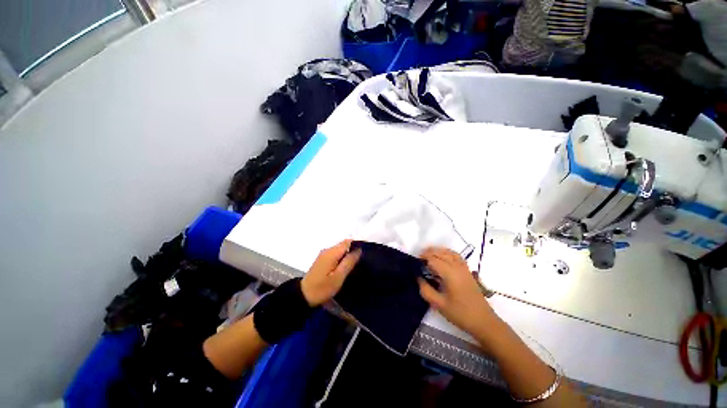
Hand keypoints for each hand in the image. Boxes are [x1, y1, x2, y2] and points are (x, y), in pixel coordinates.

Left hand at [301, 240, 360, 306]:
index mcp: (332, 252)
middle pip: (344, 245)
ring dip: (347, 255)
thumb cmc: (322, 288)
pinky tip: (344, 268)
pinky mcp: (322, 259)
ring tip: (354, 266)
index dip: (357, 245)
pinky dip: (341, 258)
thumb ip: (349, 262)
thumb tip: (358, 250)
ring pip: (340, 250)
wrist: (303, 296)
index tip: (364, 254)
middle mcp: (327, 250)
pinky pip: (335, 254)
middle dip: (353, 251)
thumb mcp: (338, 277)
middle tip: (360, 262)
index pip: (348, 242)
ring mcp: (324, 254)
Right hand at [418, 247, 496, 337]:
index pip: (433, 259)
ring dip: (438, 251)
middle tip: (418, 258)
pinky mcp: (468, 271)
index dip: (423, 258)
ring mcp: (464, 268)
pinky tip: (443, 257)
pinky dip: (447, 253)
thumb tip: (418, 277)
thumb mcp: (439, 304)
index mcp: (450, 274)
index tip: (414, 262)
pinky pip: (456, 256)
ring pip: (449, 252)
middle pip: (441, 253)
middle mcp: (457, 267)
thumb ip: (426, 290)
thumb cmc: (460, 314)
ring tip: (428, 254)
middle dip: (428, 252)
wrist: (483, 322)